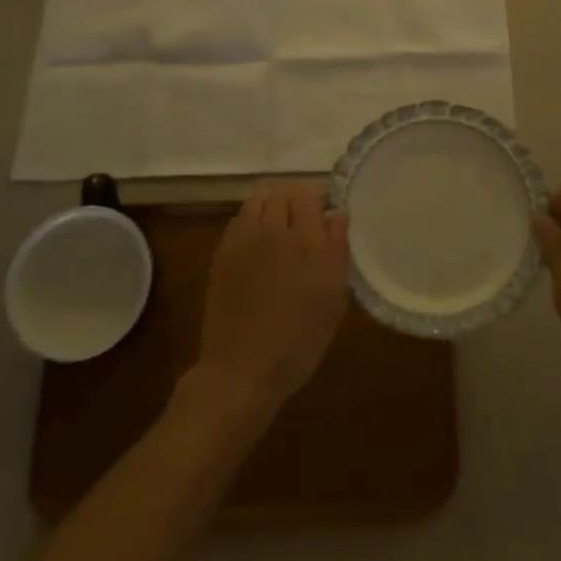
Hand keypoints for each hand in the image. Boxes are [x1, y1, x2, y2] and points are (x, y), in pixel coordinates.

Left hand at [196, 179, 349, 409]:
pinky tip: (260, 244)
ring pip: (258, 199)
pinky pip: (240, 219)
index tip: (328, 214)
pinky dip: (253, 220)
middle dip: (296, 198)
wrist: (241, 371)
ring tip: (282, 228)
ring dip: (272, 204)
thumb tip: (338, 213)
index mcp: (305, 241)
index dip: (321, 197)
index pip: (310, 192)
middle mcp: (272, 230)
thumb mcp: (333, 300)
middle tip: (307, 221)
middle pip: (282, 190)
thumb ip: (337, 249)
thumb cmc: (298, 341)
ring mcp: (242, 240)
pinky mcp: (222, 253)